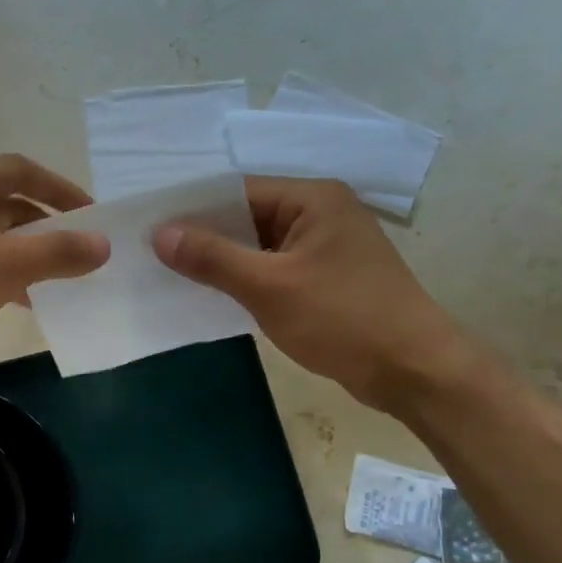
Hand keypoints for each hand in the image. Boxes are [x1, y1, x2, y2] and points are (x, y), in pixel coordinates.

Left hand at [0, 154, 109, 375]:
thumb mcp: (3, 265)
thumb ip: (57, 252)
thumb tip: (104, 245)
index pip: (21, 170)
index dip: (62, 190)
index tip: (93, 216)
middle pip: (6, 202)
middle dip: (45, 225)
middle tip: (79, 250)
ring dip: (25, 254)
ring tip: (60, 279)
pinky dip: (2, 274)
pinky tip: (23, 301)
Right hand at [154, 177, 473, 411]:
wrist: (414, 371)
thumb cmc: (344, 319)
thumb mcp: (270, 287)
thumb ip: (213, 258)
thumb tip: (160, 234)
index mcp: (313, 199)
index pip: (237, 191)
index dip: (192, 209)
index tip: (148, 226)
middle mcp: (321, 213)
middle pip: (247, 216)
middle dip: (203, 236)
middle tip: (149, 253)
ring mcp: (325, 248)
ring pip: (258, 246)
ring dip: (222, 261)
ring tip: (169, 274)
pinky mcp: (326, 279)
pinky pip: (273, 269)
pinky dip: (245, 280)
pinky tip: (211, 295)